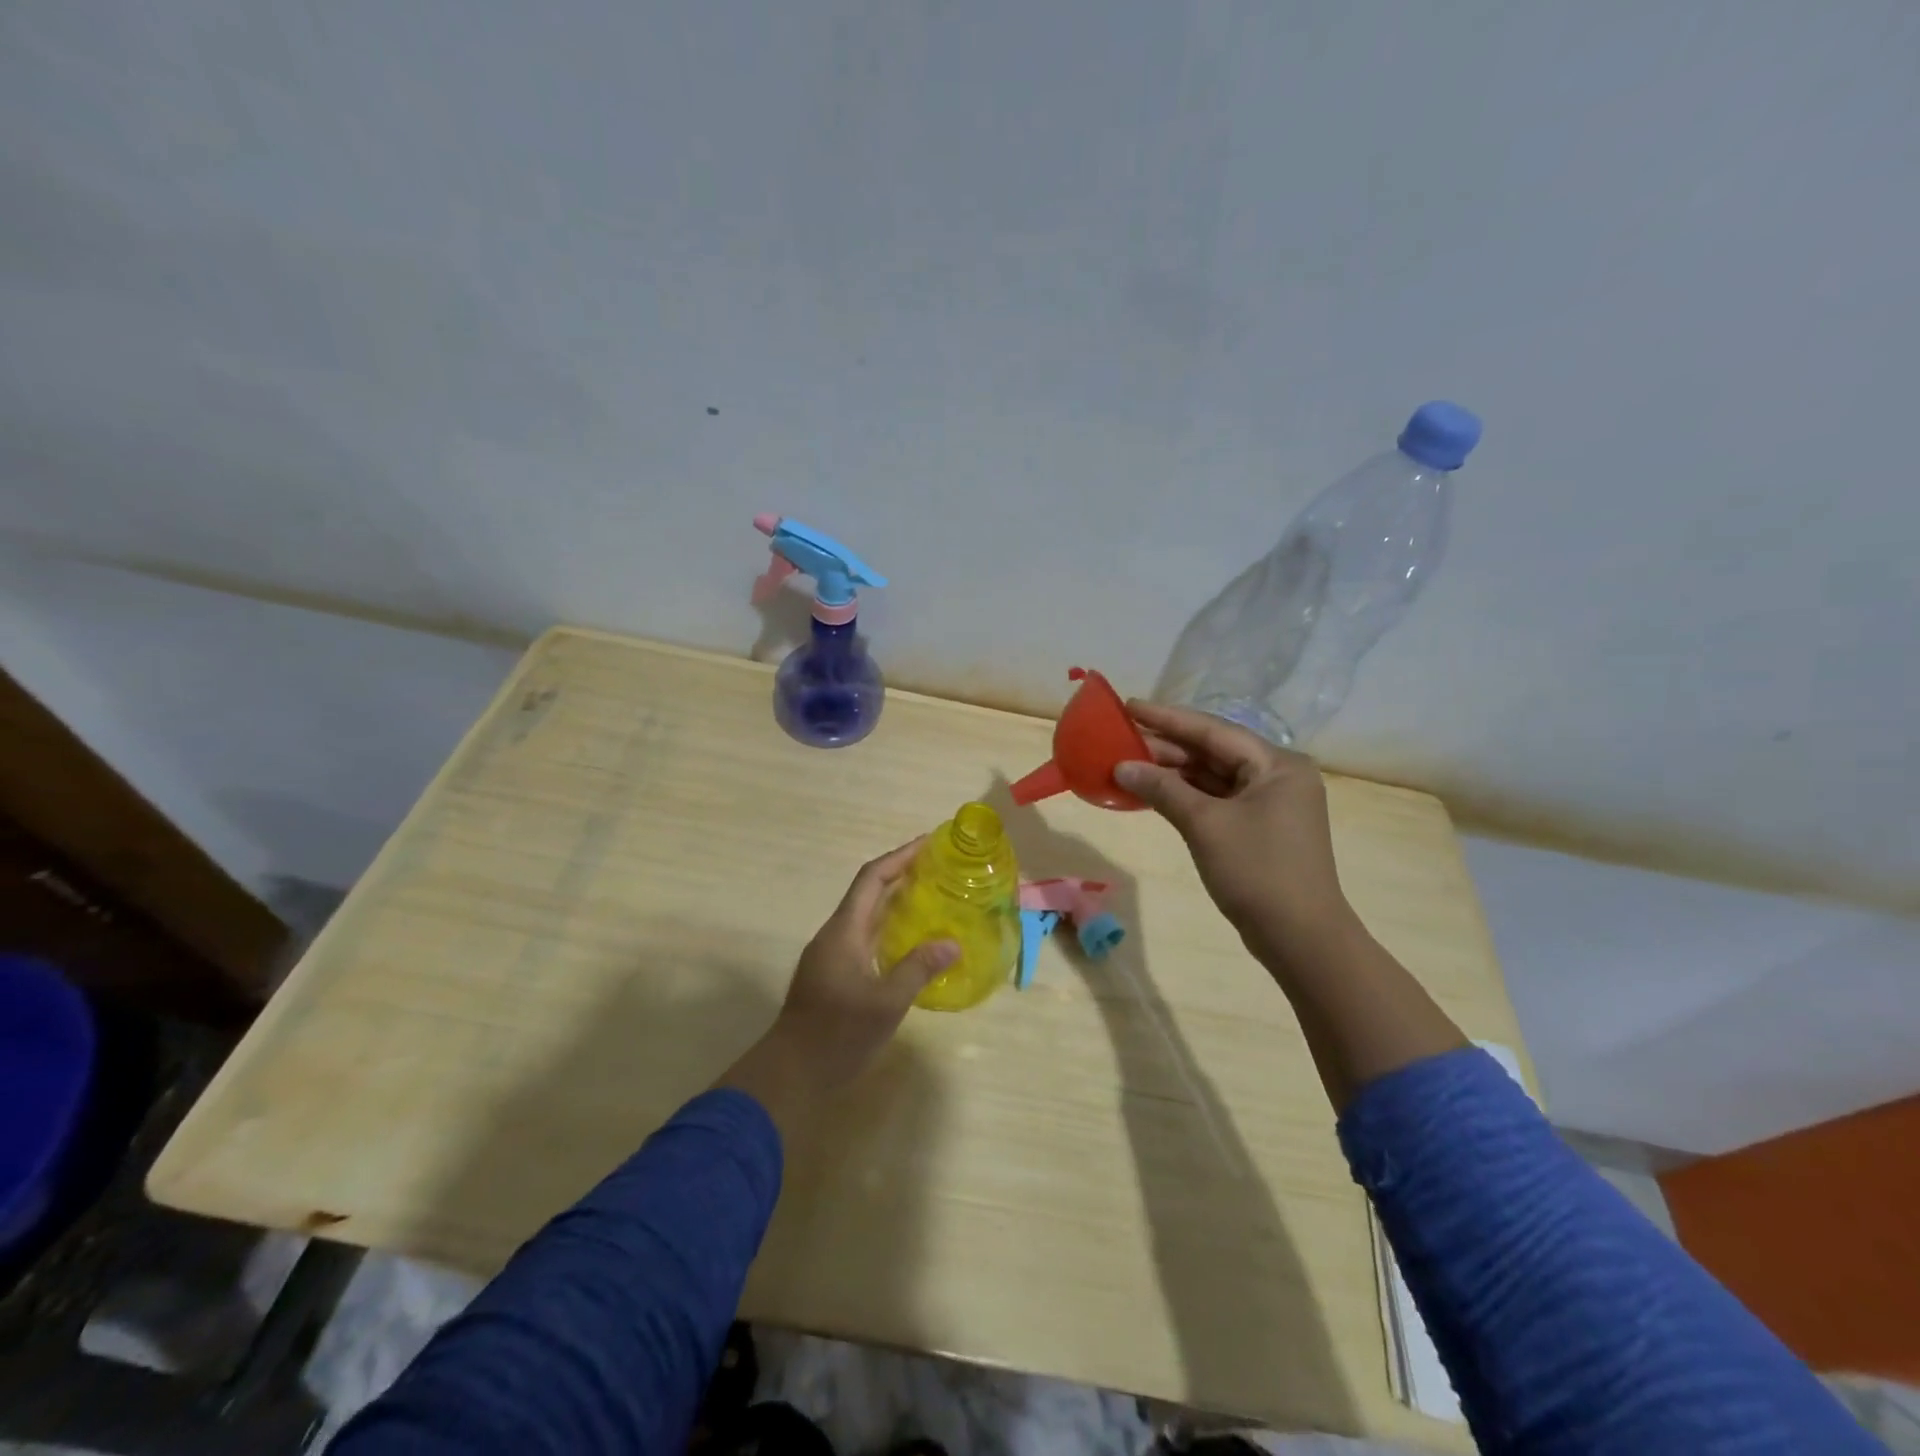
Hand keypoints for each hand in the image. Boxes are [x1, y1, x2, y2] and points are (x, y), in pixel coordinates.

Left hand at [716, 841, 957, 1135]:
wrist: (791, 1072)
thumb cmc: (836, 1034)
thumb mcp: (885, 1003)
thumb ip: (918, 969)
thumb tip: (952, 943)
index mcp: (844, 931)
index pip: (872, 879)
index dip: (899, 857)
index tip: (928, 844)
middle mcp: (836, 934)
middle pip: (869, 892)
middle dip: (902, 874)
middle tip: (940, 868)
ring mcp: (833, 954)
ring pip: (868, 915)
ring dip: (896, 901)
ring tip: (934, 897)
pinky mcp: (835, 973)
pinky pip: (867, 936)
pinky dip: (891, 928)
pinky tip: (913, 941)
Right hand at [1114, 701, 1355, 961]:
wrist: (1300, 938)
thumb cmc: (1257, 872)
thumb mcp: (1205, 825)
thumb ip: (1163, 789)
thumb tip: (1122, 766)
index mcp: (1277, 765)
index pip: (1213, 731)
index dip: (1168, 718)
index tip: (1129, 705)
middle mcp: (1277, 776)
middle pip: (1213, 751)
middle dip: (1167, 747)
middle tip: (1121, 738)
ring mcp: (1269, 803)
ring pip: (1213, 776)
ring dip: (1173, 772)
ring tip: (1129, 762)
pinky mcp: (1258, 827)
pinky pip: (1216, 799)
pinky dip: (1185, 795)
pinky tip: (1153, 791)